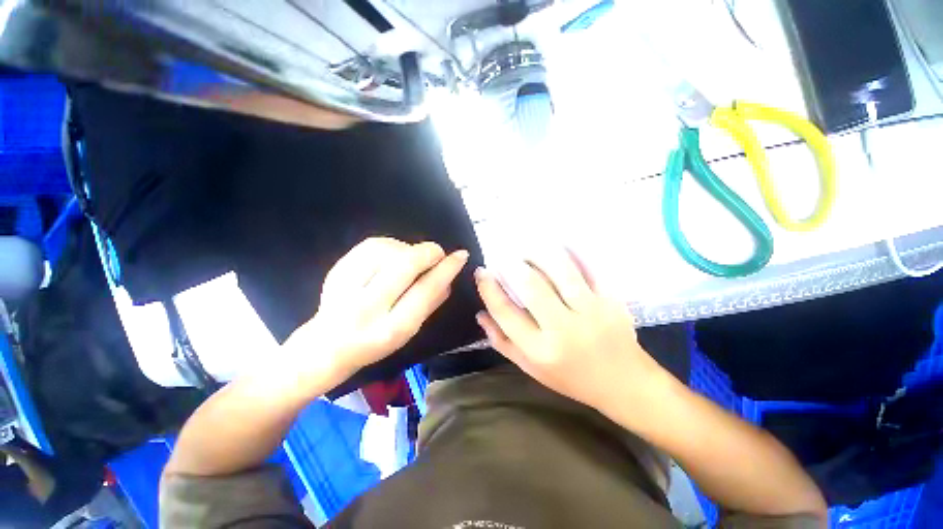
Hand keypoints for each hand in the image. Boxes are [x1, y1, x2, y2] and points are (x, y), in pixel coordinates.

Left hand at [286, 238, 468, 379]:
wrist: (327, 345)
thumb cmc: (376, 342)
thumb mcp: (409, 331)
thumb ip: (431, 303)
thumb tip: (449, 276)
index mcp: (392, 328)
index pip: (426, 291)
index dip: (446, 269)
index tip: (460, 255)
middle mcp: (368, 308)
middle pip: (405, 264)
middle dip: (428, 252)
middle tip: (436, 253)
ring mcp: (347, 287)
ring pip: (388, 250)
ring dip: (408, 249)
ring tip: (410, 259)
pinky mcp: (336, 271)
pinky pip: (371, 244)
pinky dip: (389, 245)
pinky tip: (391, 256)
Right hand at [474, 251, 662, 410]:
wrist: (624, 382)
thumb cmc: (571, 377)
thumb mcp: (531, 368)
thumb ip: (502, 342)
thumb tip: (480, 314)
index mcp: (540, 350)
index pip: (505, 312)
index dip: (488, 288)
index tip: (481, 272)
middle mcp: (563, 329)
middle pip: (531, 286)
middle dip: (511, 265)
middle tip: (503, 257)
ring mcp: (591, 312)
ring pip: (560, 270)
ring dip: (538, 254)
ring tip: (527, 250)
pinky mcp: (612, 300)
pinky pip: (589, 267)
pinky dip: (572, 252)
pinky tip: (559, 246)